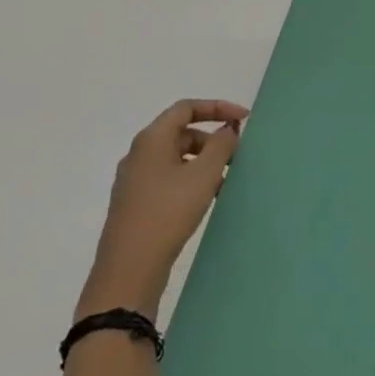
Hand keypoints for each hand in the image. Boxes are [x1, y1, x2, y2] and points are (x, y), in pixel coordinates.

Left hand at [78, 98, 247, 320]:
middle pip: (181, 133)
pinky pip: (169, 179)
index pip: (186, 108)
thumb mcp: (204, 175)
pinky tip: (206, 200)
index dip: (217, 107)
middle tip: (237, 156)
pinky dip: (191, 180)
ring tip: (226, 181)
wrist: (130, 268)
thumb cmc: (168, 212)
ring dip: (204, 162)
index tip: (244, 120)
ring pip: (177, 158)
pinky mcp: (136, 203)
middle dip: (212, 139)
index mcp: (151, 140)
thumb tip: (227, 129)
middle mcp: (139, 154)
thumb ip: (221, 145)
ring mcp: (135, 180)